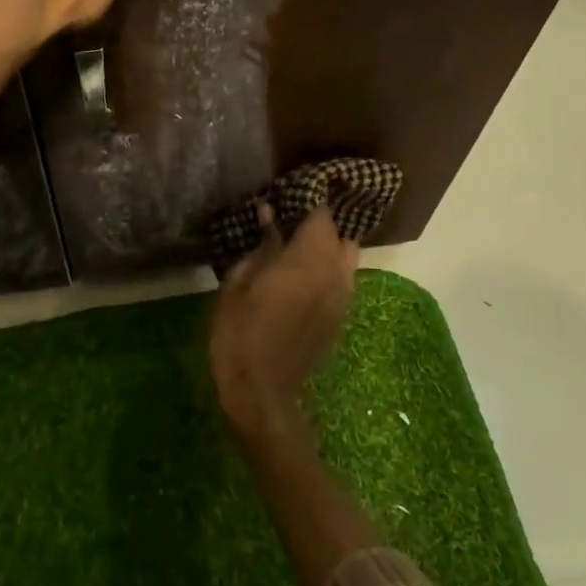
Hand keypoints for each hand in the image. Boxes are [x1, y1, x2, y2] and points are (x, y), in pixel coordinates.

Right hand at [208, 204, 359, 443]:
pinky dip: (328, 269)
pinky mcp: (341, 317)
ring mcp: (343, 297)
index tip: (288, 193)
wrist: (261, 393)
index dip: (307, 199)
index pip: (321, 213)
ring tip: (297, 245)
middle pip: (340, 233)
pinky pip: (343, 280)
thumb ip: (261, 245)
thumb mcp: (239, 283)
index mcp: (309, 259)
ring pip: (346, 257)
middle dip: (319, 223)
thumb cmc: (240, 333)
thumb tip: (269, 213)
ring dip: (327, 246)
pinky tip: (302, 273)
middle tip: (290, 219)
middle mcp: (336, 273)